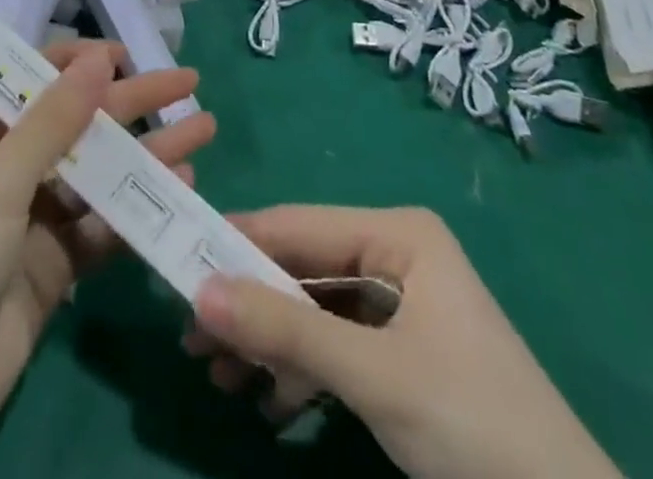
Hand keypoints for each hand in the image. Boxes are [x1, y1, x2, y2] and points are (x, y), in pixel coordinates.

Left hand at [0, 43, 215, 474]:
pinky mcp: (55, 264)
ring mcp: (33, 216)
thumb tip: (98, 58)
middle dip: (132, 102)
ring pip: (99, 171)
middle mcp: (8, 164)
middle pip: (78, 121)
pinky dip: (138, 206)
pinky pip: (103, 224)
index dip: (79, 61)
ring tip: (203, 131)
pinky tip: (179, 188)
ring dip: (147, 153)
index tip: (126, 54)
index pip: (34, 77)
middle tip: (188, 84)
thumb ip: (53, 120)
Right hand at [187, 207, 620, 478]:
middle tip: (192, 338)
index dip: (237, 243)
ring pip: (316, 311)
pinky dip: (302, 373)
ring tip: (218, 377)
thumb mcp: (372, 377)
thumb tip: (197, 293)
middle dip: (250, 305)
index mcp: (398, 234)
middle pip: (304, 269)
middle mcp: (396, 256)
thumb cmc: (474, 427)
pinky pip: (338, 348)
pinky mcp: (406, 357)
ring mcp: (402, 308)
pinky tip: (269, 406)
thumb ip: (283, 332)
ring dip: (269, 343)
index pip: (299, 225)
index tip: (179, 264)